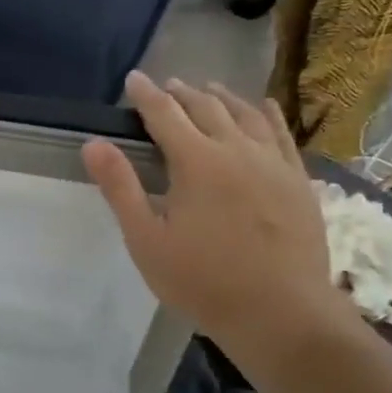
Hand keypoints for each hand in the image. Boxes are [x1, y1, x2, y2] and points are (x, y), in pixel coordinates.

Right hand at [82, 73, 347, 363]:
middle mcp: (237, 150)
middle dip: (182, 93)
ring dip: (222, 97)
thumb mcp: (146, 240)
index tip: (133, 79)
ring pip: (246, 115)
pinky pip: (282, 134)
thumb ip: (120, 187)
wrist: (282, 314)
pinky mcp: (299, 181)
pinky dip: (267, 115)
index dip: (146, 94)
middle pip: (206, 108)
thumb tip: (93, 144)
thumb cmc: (203, 281)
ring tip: (208, 89)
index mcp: (197, 162)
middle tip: (166, 86)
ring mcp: (274, 163)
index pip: (165, 114)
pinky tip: (263, 108)